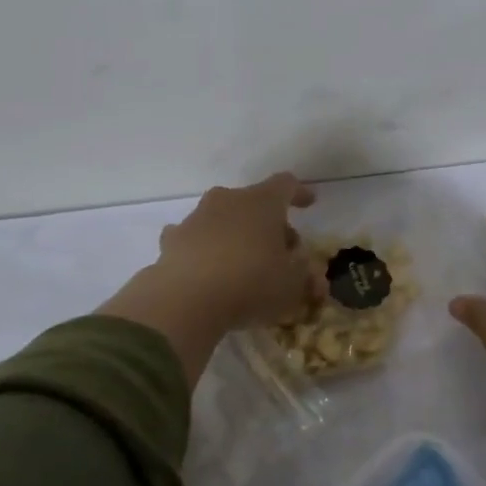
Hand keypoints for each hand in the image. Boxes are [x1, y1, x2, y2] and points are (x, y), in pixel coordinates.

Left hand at [99, 173, 322, 384]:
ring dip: (237, 235)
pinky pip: (195, 239)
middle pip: (254, 203)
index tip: (309, 203)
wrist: (185, 301)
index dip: (299, 193)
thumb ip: (306, 278)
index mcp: (263, 202)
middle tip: (281, 252)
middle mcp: (228, 200)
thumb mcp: (292, 287)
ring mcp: (196, 218)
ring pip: (223, 219)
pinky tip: (207, 269)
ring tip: (244, 264)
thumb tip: (313, 278)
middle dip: (270, 224)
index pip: (286, 185)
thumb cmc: (251, 285)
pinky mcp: (172, 241)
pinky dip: (205, 249)